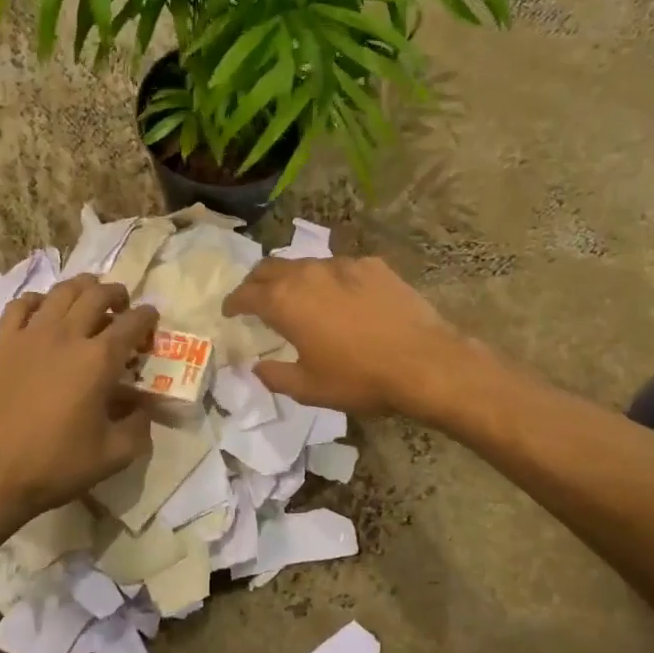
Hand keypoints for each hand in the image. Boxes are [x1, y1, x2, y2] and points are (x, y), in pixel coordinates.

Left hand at [0, 276, 158, 527]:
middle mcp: (67, 335)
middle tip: (122, 305)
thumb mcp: (114, 456)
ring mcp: (29, 334)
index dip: (147, 316)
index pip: (133, 322)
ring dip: (81, 288)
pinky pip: (20, 305)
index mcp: (99, 359)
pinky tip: (43, 311)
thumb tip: (143, 408)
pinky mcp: (0, 343)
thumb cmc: (55, 465)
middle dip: (116, 294)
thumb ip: (139, 427)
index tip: (151, 321)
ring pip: (60, 292)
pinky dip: (38, 301)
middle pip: (97, 294)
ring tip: (87, 298)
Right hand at [222, 256, 476, 418]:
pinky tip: (342, 298)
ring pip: (306, 264)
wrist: (423, 362)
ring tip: (298, 296)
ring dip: (293, 278)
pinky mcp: (373, 265)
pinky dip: (330, 280)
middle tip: (255, 297)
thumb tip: (256, 368)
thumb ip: (275, 376)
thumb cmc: (359, 379)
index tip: (229, 310)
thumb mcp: (309, 389)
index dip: (233, 302)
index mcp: (285, 302)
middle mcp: (308, 273)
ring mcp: (343, 265)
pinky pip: (340, 268)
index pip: (246, 293)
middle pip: (270, 267)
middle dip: (256, 281)